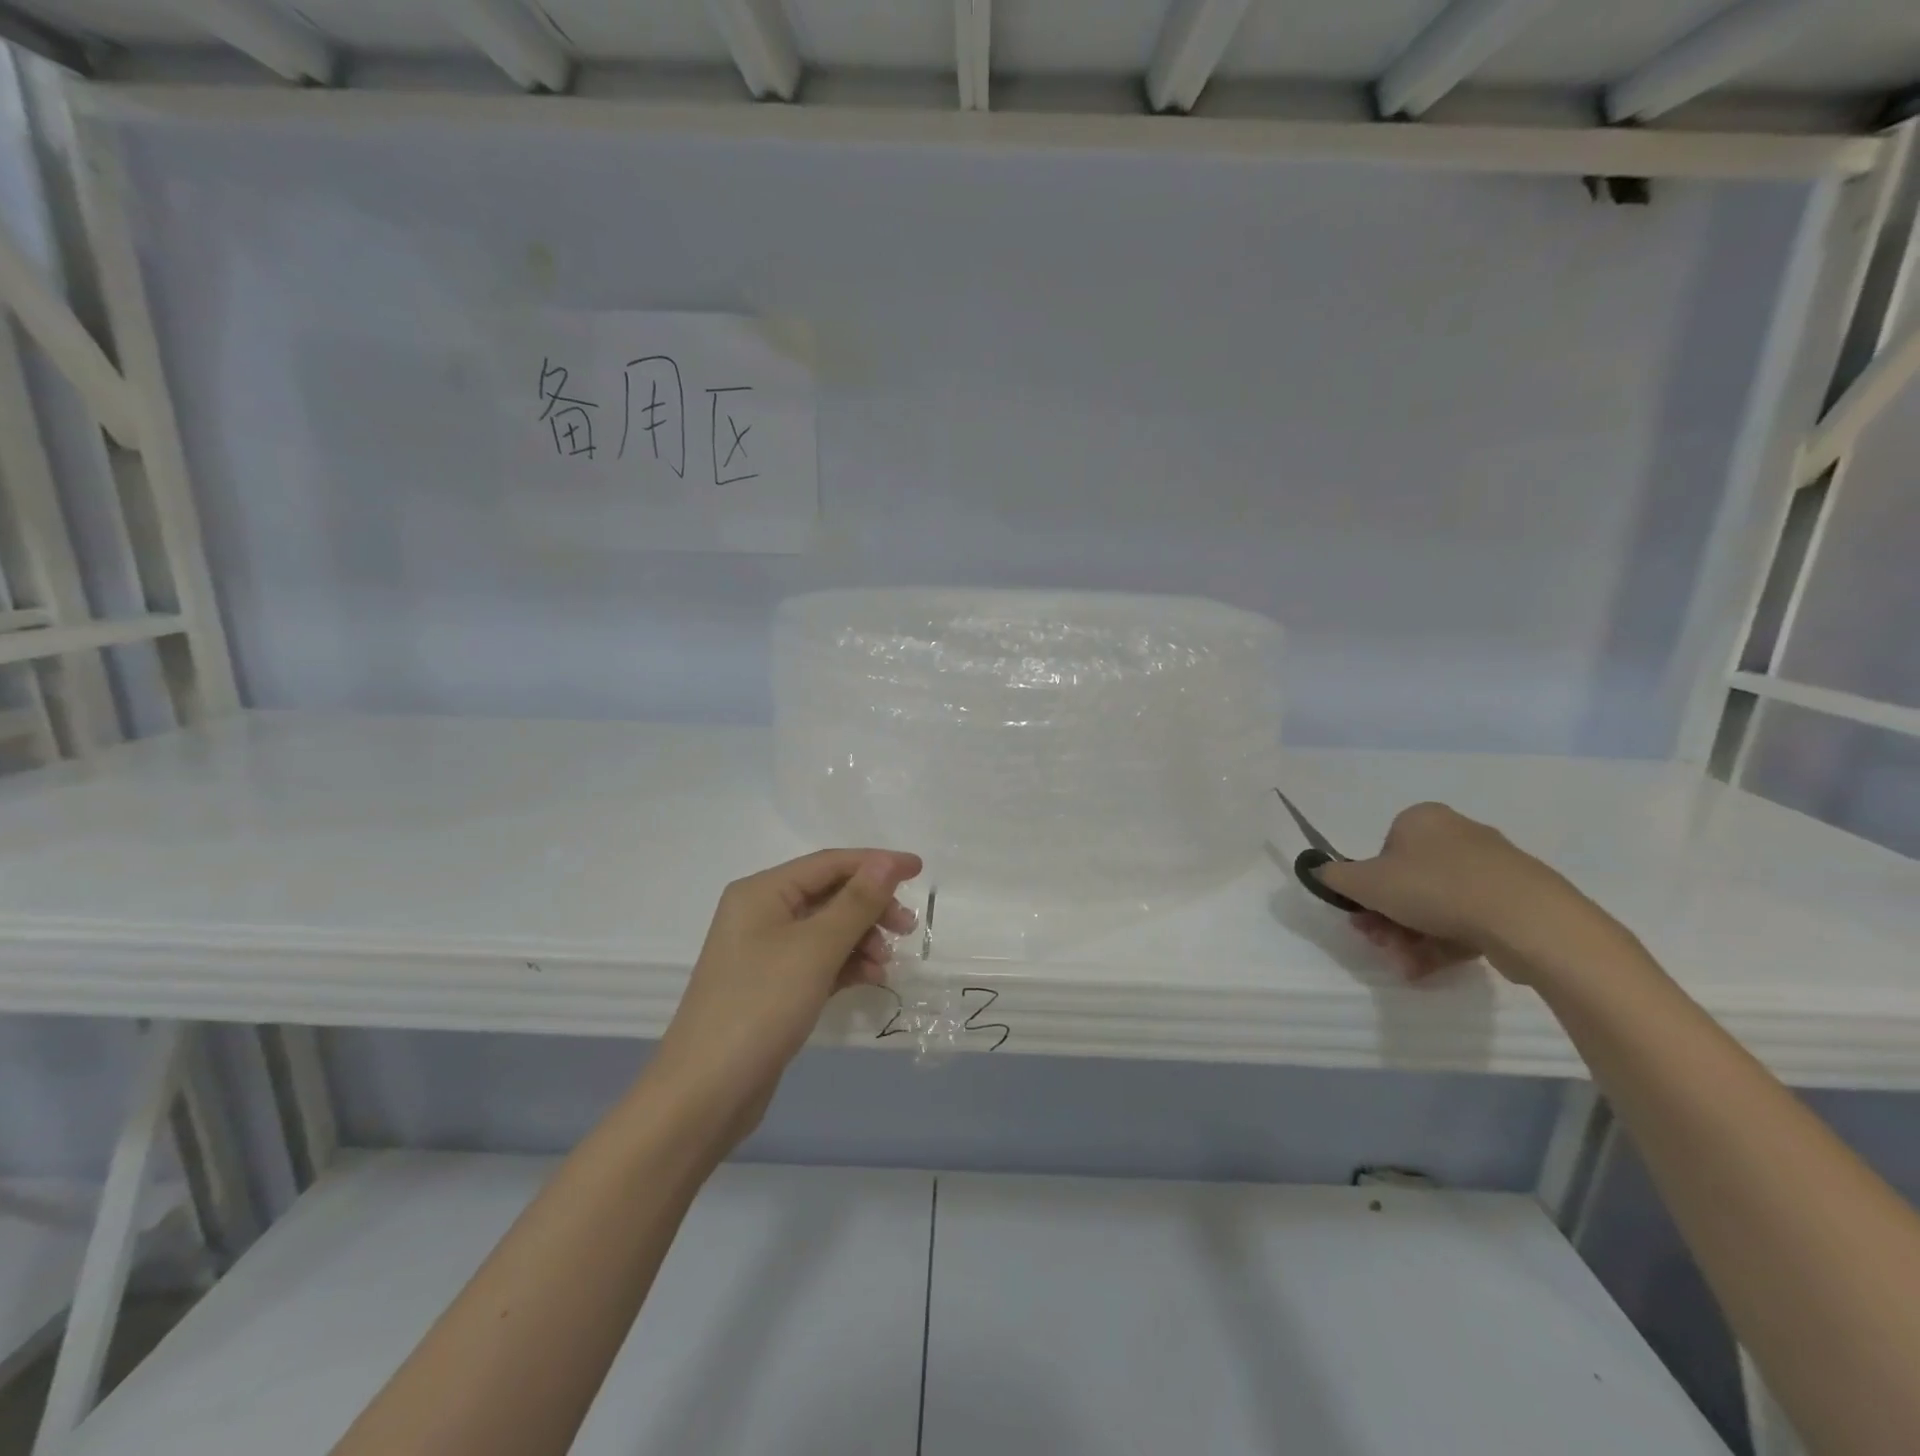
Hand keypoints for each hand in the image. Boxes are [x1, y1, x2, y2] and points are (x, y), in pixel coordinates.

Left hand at [650, 848, 921, 1145]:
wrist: (705, 1094)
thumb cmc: (760, 1006)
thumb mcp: (815, 949)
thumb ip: (856, 903)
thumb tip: (887, 862)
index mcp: (762, 892)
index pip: (829, 863)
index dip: (876, 863)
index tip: (918, 870)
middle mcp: (761, 914)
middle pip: (829, 894)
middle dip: (871, 907)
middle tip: (907, 928)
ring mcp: (765, 952)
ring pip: (828, 929)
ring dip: (862, 939)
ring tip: (886, 964)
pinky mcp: (773, 987)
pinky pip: (819, 961)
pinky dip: (846, 965)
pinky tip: (870, 979)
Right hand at [1315, 802, 1597, 984]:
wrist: (1527, 920)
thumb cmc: (1435, 888)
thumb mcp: (1366, 882)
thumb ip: (1335, 876)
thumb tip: (1319, 870)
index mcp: (1422, 820)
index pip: (1382, 852)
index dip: (1367, 888)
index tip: (1361, 915)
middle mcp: (1457, 835)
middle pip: (1407, 882)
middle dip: (1386, 918)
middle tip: (1378, 942)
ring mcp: (1491, 869)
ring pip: (1435, 905)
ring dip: (1409, 937)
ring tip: (1404, 964)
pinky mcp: (1516, 901)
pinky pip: (1467, 920)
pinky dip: (1442, 943)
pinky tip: (1427, 968)